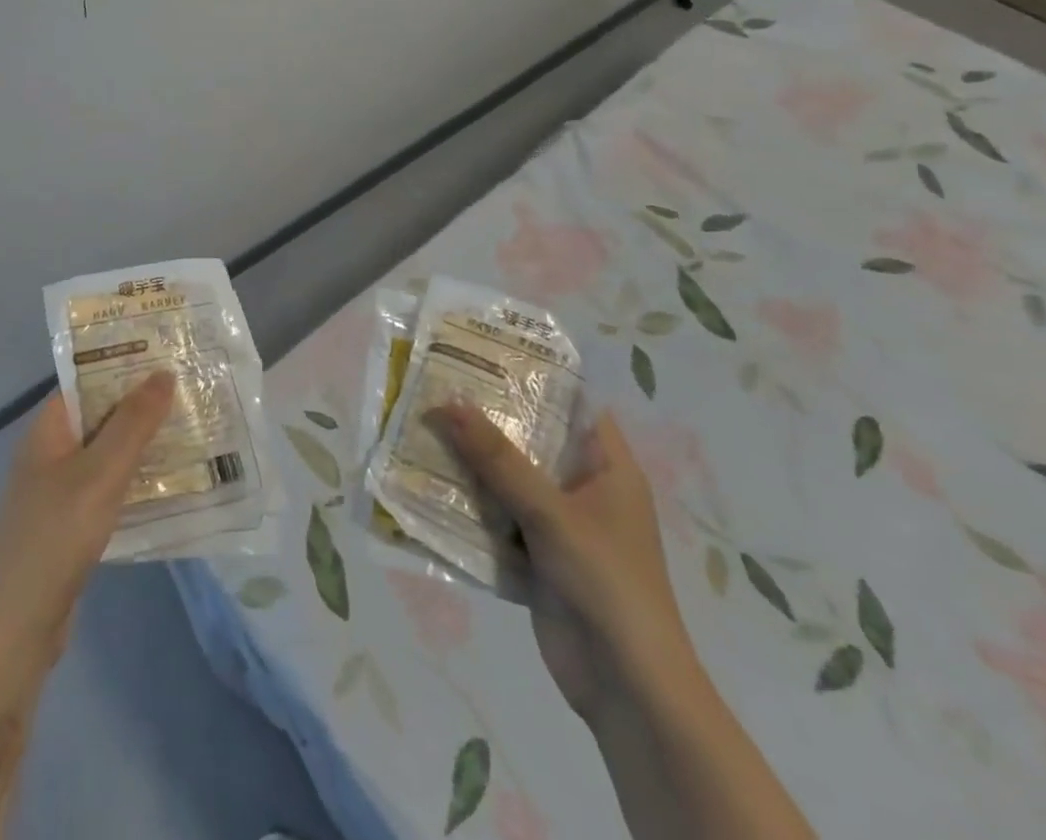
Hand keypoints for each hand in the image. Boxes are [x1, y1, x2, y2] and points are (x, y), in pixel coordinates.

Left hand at [0, 372, 175, 657]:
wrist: (15, 629)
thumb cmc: (55, 536)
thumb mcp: (99, 473)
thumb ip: (133, 424)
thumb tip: (164, 373)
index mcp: (47, 430)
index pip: (86, 381)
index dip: (123, 365)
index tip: (167, 356)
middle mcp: (51, 453)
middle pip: (101, 416)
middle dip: (142, 405)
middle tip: (192, 391)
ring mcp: (60, 492)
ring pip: (108, 454)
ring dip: (144, 444)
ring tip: (194, 429)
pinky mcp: (72, 526)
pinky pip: (110, 489)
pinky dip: (137, 481)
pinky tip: (173, 483)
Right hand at [428, 404, 693, 720]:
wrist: (626, 690)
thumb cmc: (606, 584)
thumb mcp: (551, 513)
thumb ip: (498, 459)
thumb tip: (449, 403)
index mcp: (606, 468)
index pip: (571, 404)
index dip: (531, 377)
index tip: (481, 354)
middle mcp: (583, 489)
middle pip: (530, 441)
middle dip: (485, 420)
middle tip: (435, 386)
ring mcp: (558, 525)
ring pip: (507, 480)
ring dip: (469, 463)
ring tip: (419, 427)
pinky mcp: (536, 557)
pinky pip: (496, 518)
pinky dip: (467, 506)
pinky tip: (425, 486)